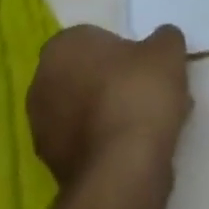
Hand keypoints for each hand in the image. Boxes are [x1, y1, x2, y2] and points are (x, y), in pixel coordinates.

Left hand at [27, 24, 192, 184]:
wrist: (123, 169)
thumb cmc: (138, 92)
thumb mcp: (167, 49)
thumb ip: (163, 38)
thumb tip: (161, 41)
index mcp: (61, 48)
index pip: (92, 39)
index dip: (121, 49)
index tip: (145, 63)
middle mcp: (42, 85)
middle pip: (87, 76)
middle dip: (115, 82)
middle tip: (149, 90)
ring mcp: (43, 131)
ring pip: (87, 111)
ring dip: (112, 113)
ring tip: (153, 122)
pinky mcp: (54, 168)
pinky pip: (88, 142)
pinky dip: (109, 142)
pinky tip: (140, 148)